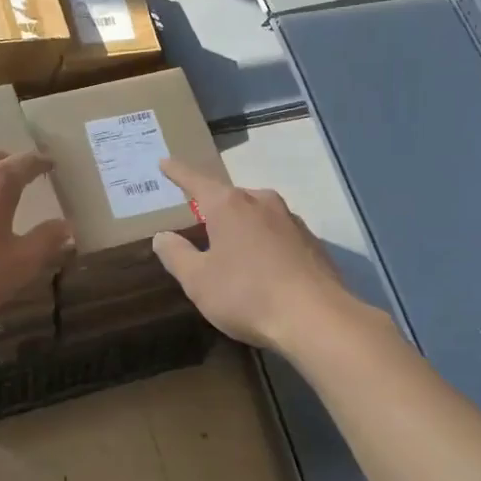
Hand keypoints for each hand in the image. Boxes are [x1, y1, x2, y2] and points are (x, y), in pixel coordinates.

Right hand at [152, 158, 358, 351]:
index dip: (177, 172)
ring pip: (256, 214)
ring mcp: (291, 220)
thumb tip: (162, 236)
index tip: (164, 162)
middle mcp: (261, 202)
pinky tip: (261, 267)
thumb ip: (176, 255)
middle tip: (197, 219)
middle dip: (212, 206)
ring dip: (240, 225)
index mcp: (229, 205)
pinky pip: (277, 234)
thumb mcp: (198, 280)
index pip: (195, 181)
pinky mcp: (312, 242)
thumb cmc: (246, 295)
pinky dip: (263, 243)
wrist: (317, 319)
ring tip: (229, 247)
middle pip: (229, 197)